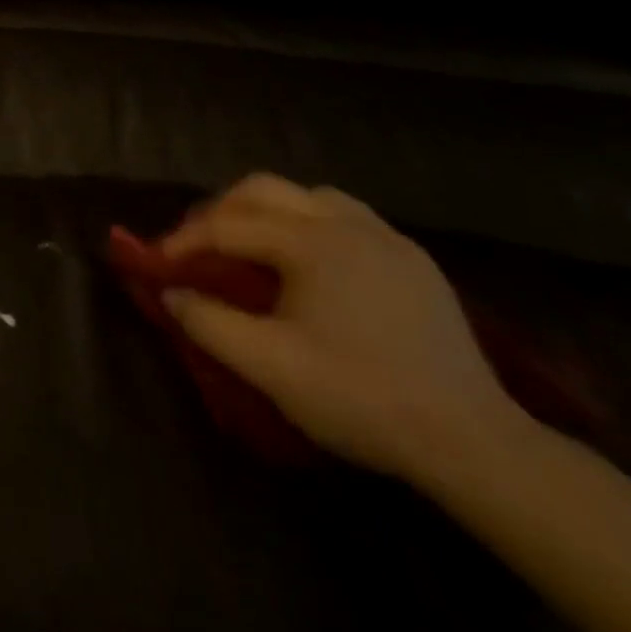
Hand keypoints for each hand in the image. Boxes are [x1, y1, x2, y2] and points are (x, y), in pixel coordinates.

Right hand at [159, 174, 520, 482]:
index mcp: (310, 243)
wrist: (472, 441)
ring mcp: (386, 238)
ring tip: (250, 247)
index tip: (158, 264)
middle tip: (198, 247)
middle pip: (264, 189)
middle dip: (220, 211)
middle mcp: (347, 223)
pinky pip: (347, 217)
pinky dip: (310, 224)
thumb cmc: (360, 398)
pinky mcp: (413, 260)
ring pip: (308, 195)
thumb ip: (209, 322)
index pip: (228, 225)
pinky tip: (310, 264)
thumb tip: (170, 293)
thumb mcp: (269, 366)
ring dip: (267, 211)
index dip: (184, 241)